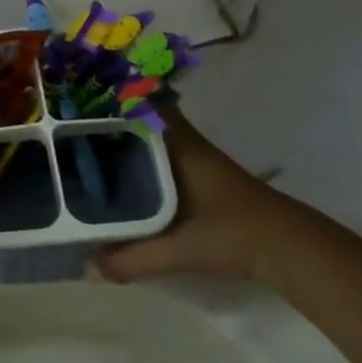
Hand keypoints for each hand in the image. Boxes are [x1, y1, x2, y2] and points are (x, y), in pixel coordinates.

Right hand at [95, 108, 336, 284]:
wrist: (292, 250)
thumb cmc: (236, 234)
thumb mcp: (183, 249)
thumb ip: (136, 258)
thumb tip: (91, 266)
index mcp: (178, 144)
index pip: (140, 103)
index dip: (110, 96)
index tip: (76, 97)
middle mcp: (183, 142)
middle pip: (138, 118)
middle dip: (107, 119)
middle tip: (69, 125)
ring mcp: (193, 158)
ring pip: (148, 137)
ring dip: (122, 139)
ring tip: (82, 146)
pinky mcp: (200, 176)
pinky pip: (158, 155)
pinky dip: (137, 158)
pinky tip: (118, 176)